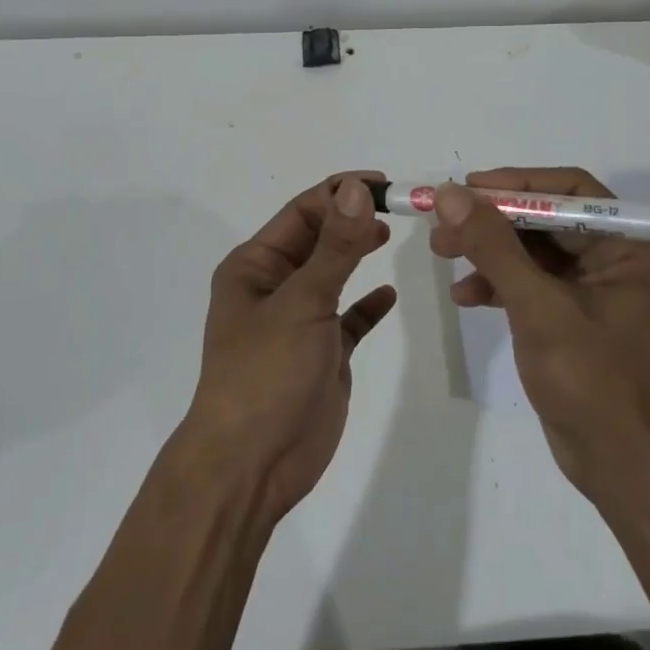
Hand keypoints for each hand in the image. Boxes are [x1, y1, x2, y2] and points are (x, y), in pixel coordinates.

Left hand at [185, 174, 395, 519]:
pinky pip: (347, 319)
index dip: (339, 193)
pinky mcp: (320, 355)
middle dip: (351, 220)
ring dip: (357, 254)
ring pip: (332, 275)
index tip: (384, 184)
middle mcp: (273, 287)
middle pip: (318, 239)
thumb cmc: (265, 373)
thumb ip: (335, 247)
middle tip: (397, 208)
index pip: (301, 212)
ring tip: (390, 235)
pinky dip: (366, 306)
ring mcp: (297, 322)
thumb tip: (356, 189)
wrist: (251, 466)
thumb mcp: (302, 302)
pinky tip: (388, 297)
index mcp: (255, 266)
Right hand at [430, 167, 649, 504]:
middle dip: (492, 222)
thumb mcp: (537, 307)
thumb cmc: (592, 380)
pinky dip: (499, 284)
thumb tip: (451, 194)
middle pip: (546, 218)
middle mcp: (621, 257)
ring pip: (534, 249)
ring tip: (442, 254)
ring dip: (489, 252)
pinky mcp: (577, 314)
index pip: (569, 190)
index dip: (514, 184)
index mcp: (633, 245)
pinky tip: (465, 297)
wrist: (620, 466)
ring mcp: (599, 287)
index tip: (466, 188)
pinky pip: (534, 282)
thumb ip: (493, 246)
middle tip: (442, 224)